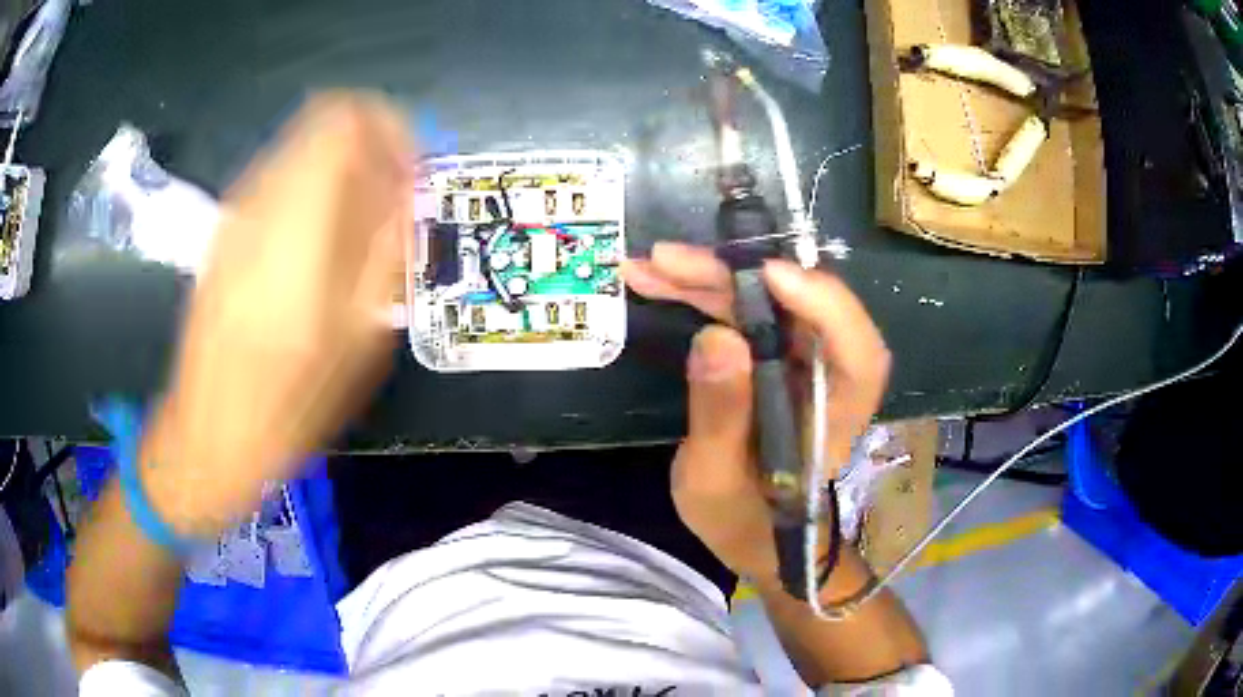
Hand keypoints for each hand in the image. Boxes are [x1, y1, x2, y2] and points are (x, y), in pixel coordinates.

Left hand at [142, 94, 413, 535]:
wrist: (211, 434)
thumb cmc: (291, 403)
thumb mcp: (359, 337)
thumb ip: (386, 246)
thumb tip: (405, 185)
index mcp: (297, 221)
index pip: (345, 119)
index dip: (388, 127)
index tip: (409, 168)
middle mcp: (260, 200)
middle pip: (322, 124)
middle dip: (366, 147)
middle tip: (389, 198)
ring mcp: (236, 213)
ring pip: (299, 149)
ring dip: (338, 170)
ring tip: (357, 226)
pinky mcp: (224, 231)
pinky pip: (278, 181)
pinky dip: (309, 191)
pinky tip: (318, 244)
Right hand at [621, 243, 890, 590]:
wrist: (748, 531)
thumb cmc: (740, 519)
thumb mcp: (716, 480)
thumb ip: (721, 416)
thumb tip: (715, 337)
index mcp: (836, 416)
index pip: (858, 354)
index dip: (826, 305)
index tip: (771, 275)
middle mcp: (826, 377)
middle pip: (801, 310)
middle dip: (738, 279)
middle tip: (671, 261)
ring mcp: (798, 362)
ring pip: (766, 302)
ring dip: (710, 280)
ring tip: (650, 267)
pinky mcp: (770, 356)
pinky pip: (742, 314)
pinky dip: (702, 296)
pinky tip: (658, 281)